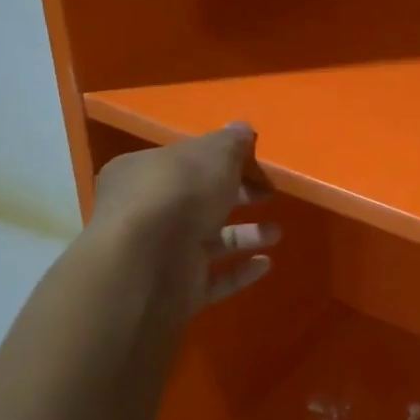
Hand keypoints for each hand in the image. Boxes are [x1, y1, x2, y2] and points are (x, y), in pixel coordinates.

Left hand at [90, 124, 276, 308]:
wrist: (147, 265)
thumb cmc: (178, 194)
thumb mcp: (213, 154)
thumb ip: (231, 142)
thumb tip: (242, 129)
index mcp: (143, 173)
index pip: (184, 162)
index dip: (221, 161)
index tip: (254, 164)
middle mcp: (145, 213)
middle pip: (198, 201)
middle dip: (237, 197)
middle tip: (268, 194)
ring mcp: (159, 255)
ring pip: (208, 241)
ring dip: (244, 236)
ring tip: (276, 233)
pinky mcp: (174, 291)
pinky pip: (213, 279)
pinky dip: (239, 272)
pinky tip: (265, 263)